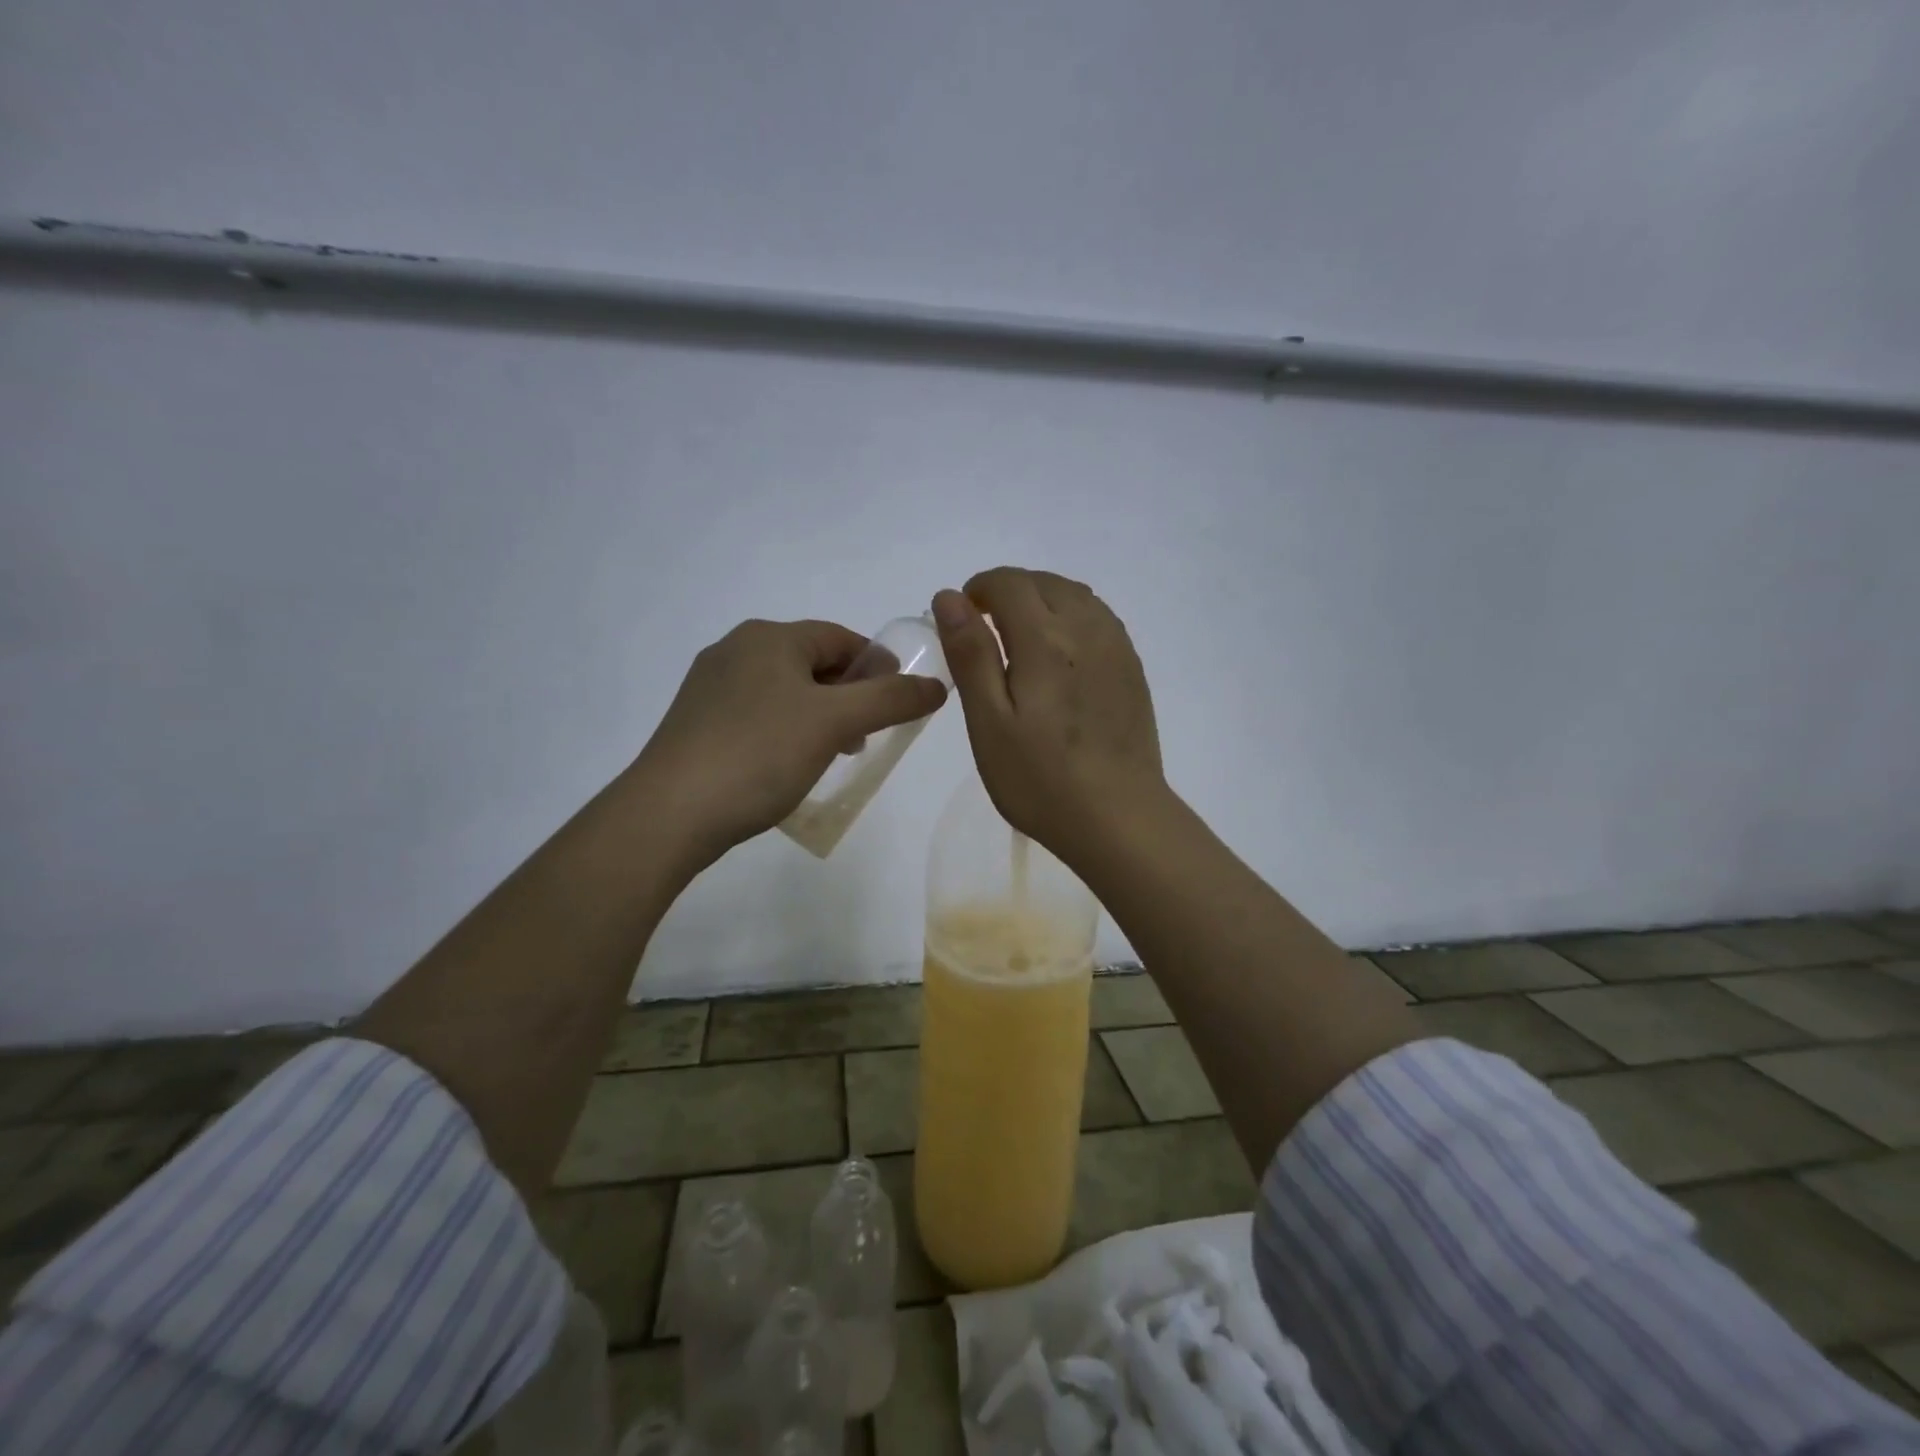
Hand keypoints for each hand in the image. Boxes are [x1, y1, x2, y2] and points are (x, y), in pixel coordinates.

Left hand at [636, 618, 947, 862]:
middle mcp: (736, 649)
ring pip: (785, 690)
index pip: (841, 638)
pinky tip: (789, 764)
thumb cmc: (760, 754)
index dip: (878, 666)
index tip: (900, 701)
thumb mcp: (835, 722)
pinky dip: (786, 729)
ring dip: (819, 715)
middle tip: (868, 734)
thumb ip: (891, 699)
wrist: (669, 812)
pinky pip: (757, 713)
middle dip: (849, 694)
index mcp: (769, 637)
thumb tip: (936, 685)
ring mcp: (710, 686)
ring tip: (834, 753)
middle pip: (812, 662)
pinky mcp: (696, 721)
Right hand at [932, 568, 1165, 867]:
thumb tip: (950, 597)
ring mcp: (1117, 649)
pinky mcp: (1133, 670)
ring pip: (1077, 596)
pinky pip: (1100, 619)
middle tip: (986, 630)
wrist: (1118, 818)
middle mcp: (1087, 630)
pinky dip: (1072, 617)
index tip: (962, 617)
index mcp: (1045, 639)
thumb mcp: (989, 722)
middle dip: (1010, 591)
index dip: (979, 588)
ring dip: (1043, 600)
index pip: (1010, 583)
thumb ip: (970, 654)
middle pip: (1045, 582)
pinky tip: (1061, 654)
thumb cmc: (1040, 778)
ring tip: (1020, 637)